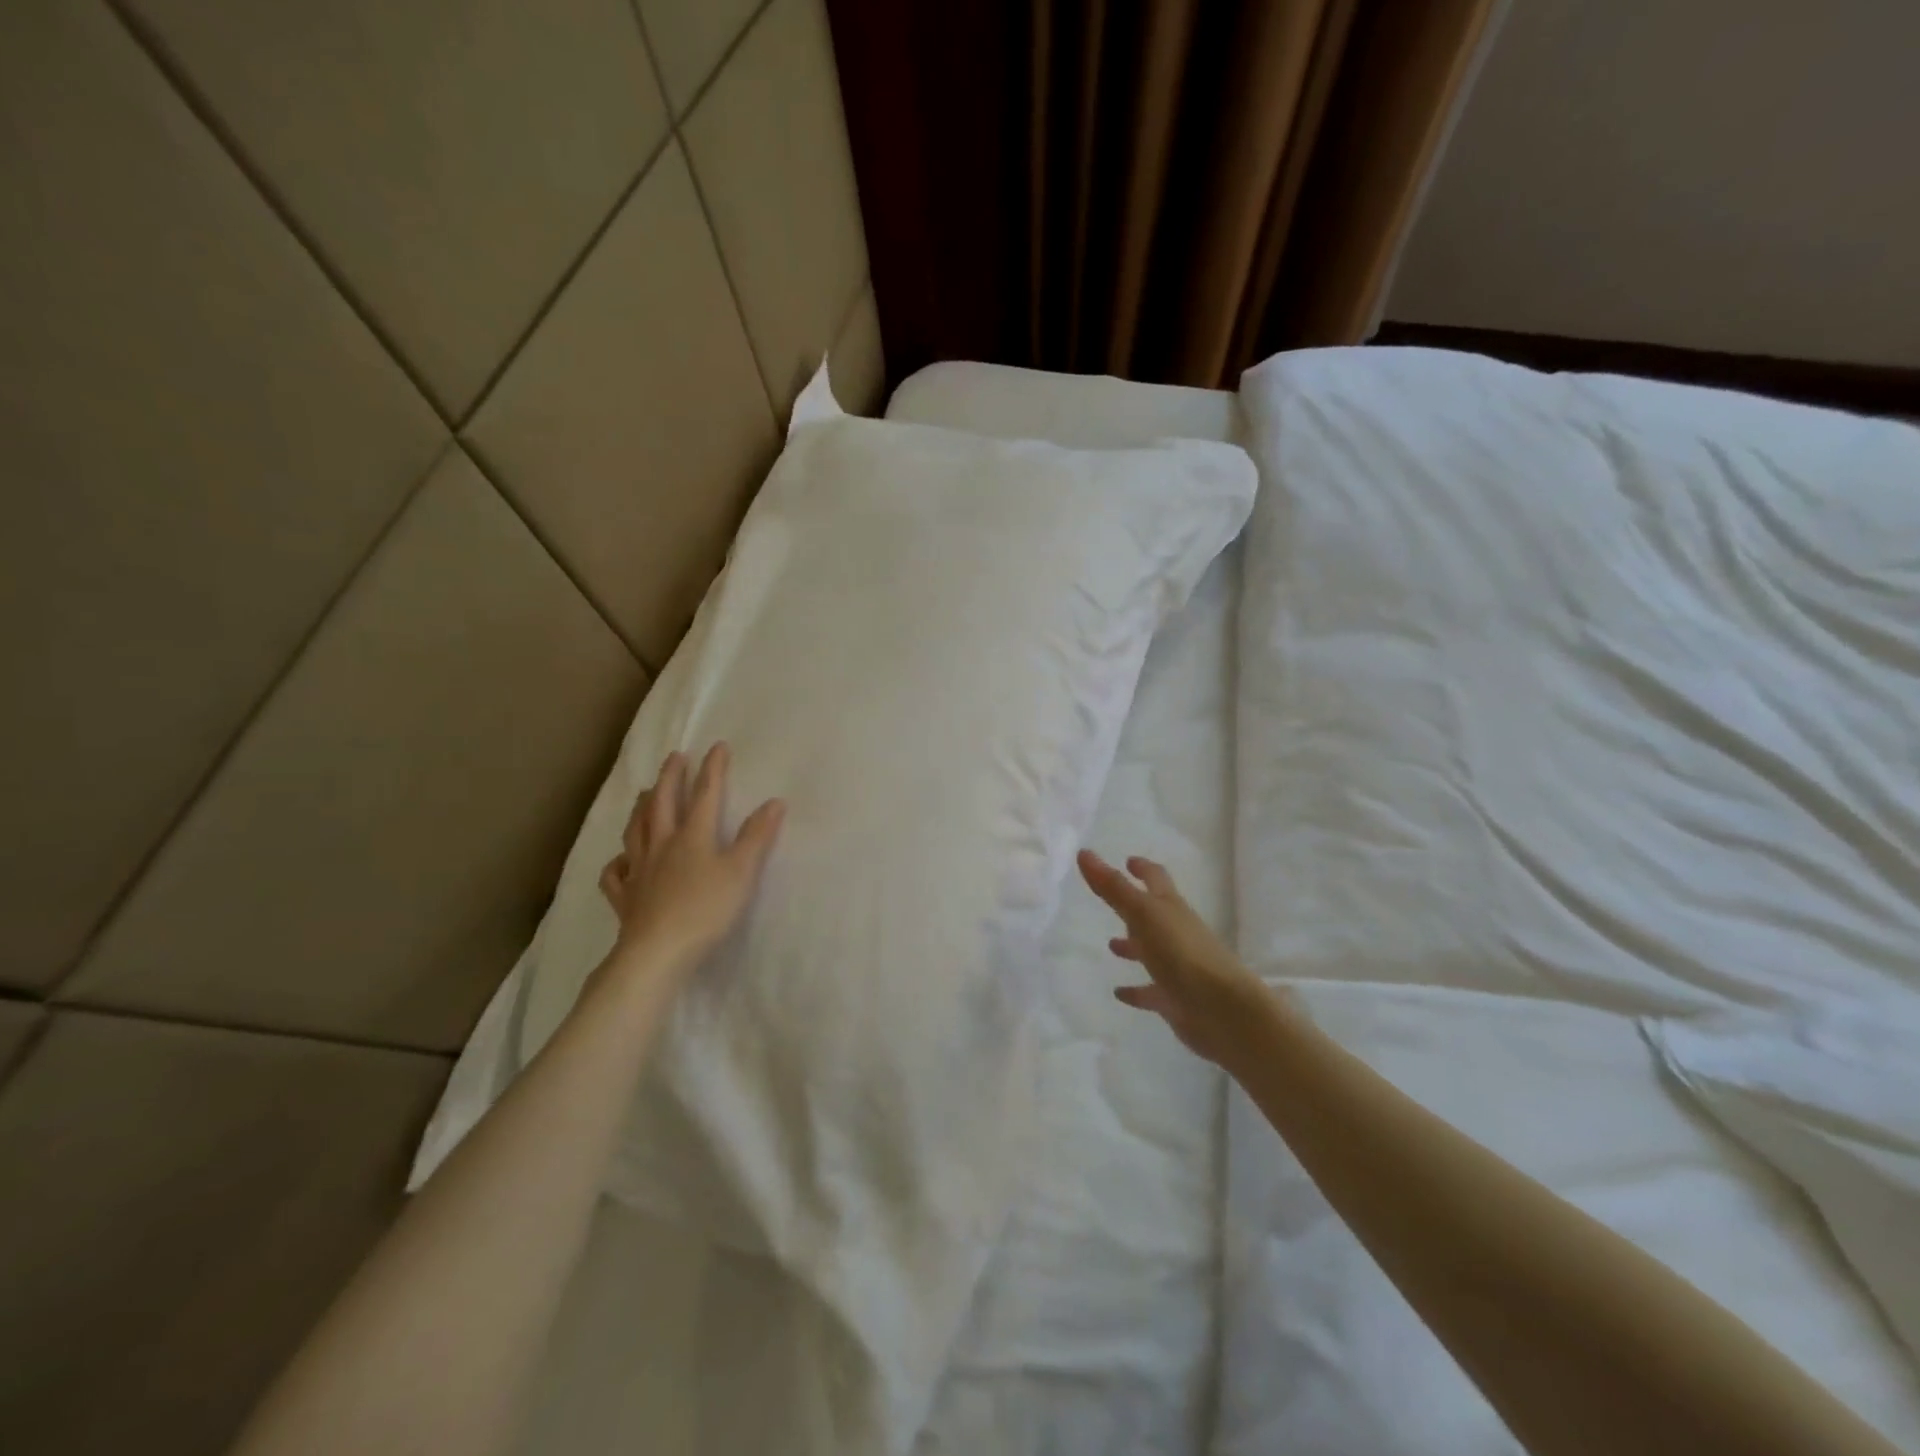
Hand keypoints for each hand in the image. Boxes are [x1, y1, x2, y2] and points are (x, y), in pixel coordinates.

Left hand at [596, 743, 784, 980]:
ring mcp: (639, 871)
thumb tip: (775, 802)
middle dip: (671, 778)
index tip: (717, 746)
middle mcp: (662, 846)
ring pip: (636, 831)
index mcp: (693, 836)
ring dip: (642, 808)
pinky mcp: (625, 898)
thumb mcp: (741, 872)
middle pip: (663, 804)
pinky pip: (616, 874)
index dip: (713, 769)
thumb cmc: (706, 910)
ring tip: (644, 794)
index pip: (705, 794)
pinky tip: (621, 861)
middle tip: (675, 757)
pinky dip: (617, 862)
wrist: (658, 952)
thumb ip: (757, 837)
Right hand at [1077, 849, 1271, 1065]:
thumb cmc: (1181, 952)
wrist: (1221, 1008)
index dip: (1143, 868)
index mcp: (1170, 907)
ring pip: (1152, 951)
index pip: (1156, 879)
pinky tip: (1118, 993)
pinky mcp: (1174, 998)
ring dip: (1133, 946)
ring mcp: (1177, 966)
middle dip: (1134, 906)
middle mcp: (1176, 932)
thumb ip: (1112, 886)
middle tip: (1111, 901)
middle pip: (1154, 914)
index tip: (1129, 861)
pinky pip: (1151, 991)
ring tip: (1110, 945)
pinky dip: (1136, 991)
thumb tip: (1084, 852)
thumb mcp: (1142, 913)